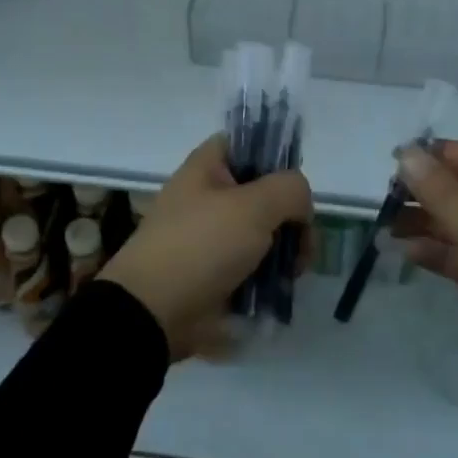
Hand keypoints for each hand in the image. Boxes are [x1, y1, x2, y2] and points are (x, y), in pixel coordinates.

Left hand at [99, 134, 312, 357]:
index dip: (276, 157)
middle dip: (291, 216)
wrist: (154, 313)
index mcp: (207, 168)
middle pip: (264, 193)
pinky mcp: (216, 273)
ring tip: (294, 272)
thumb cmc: (201, 246)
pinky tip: (280, 289)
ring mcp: (212, 237)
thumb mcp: (253, 206)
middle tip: (303, 241)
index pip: (247, 144)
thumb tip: (300, 206)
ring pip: (263, 233)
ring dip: (286, 250)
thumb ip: (290, 190)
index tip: (296, 186)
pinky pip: (253, 266)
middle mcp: (208, 197)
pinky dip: (269, 276)